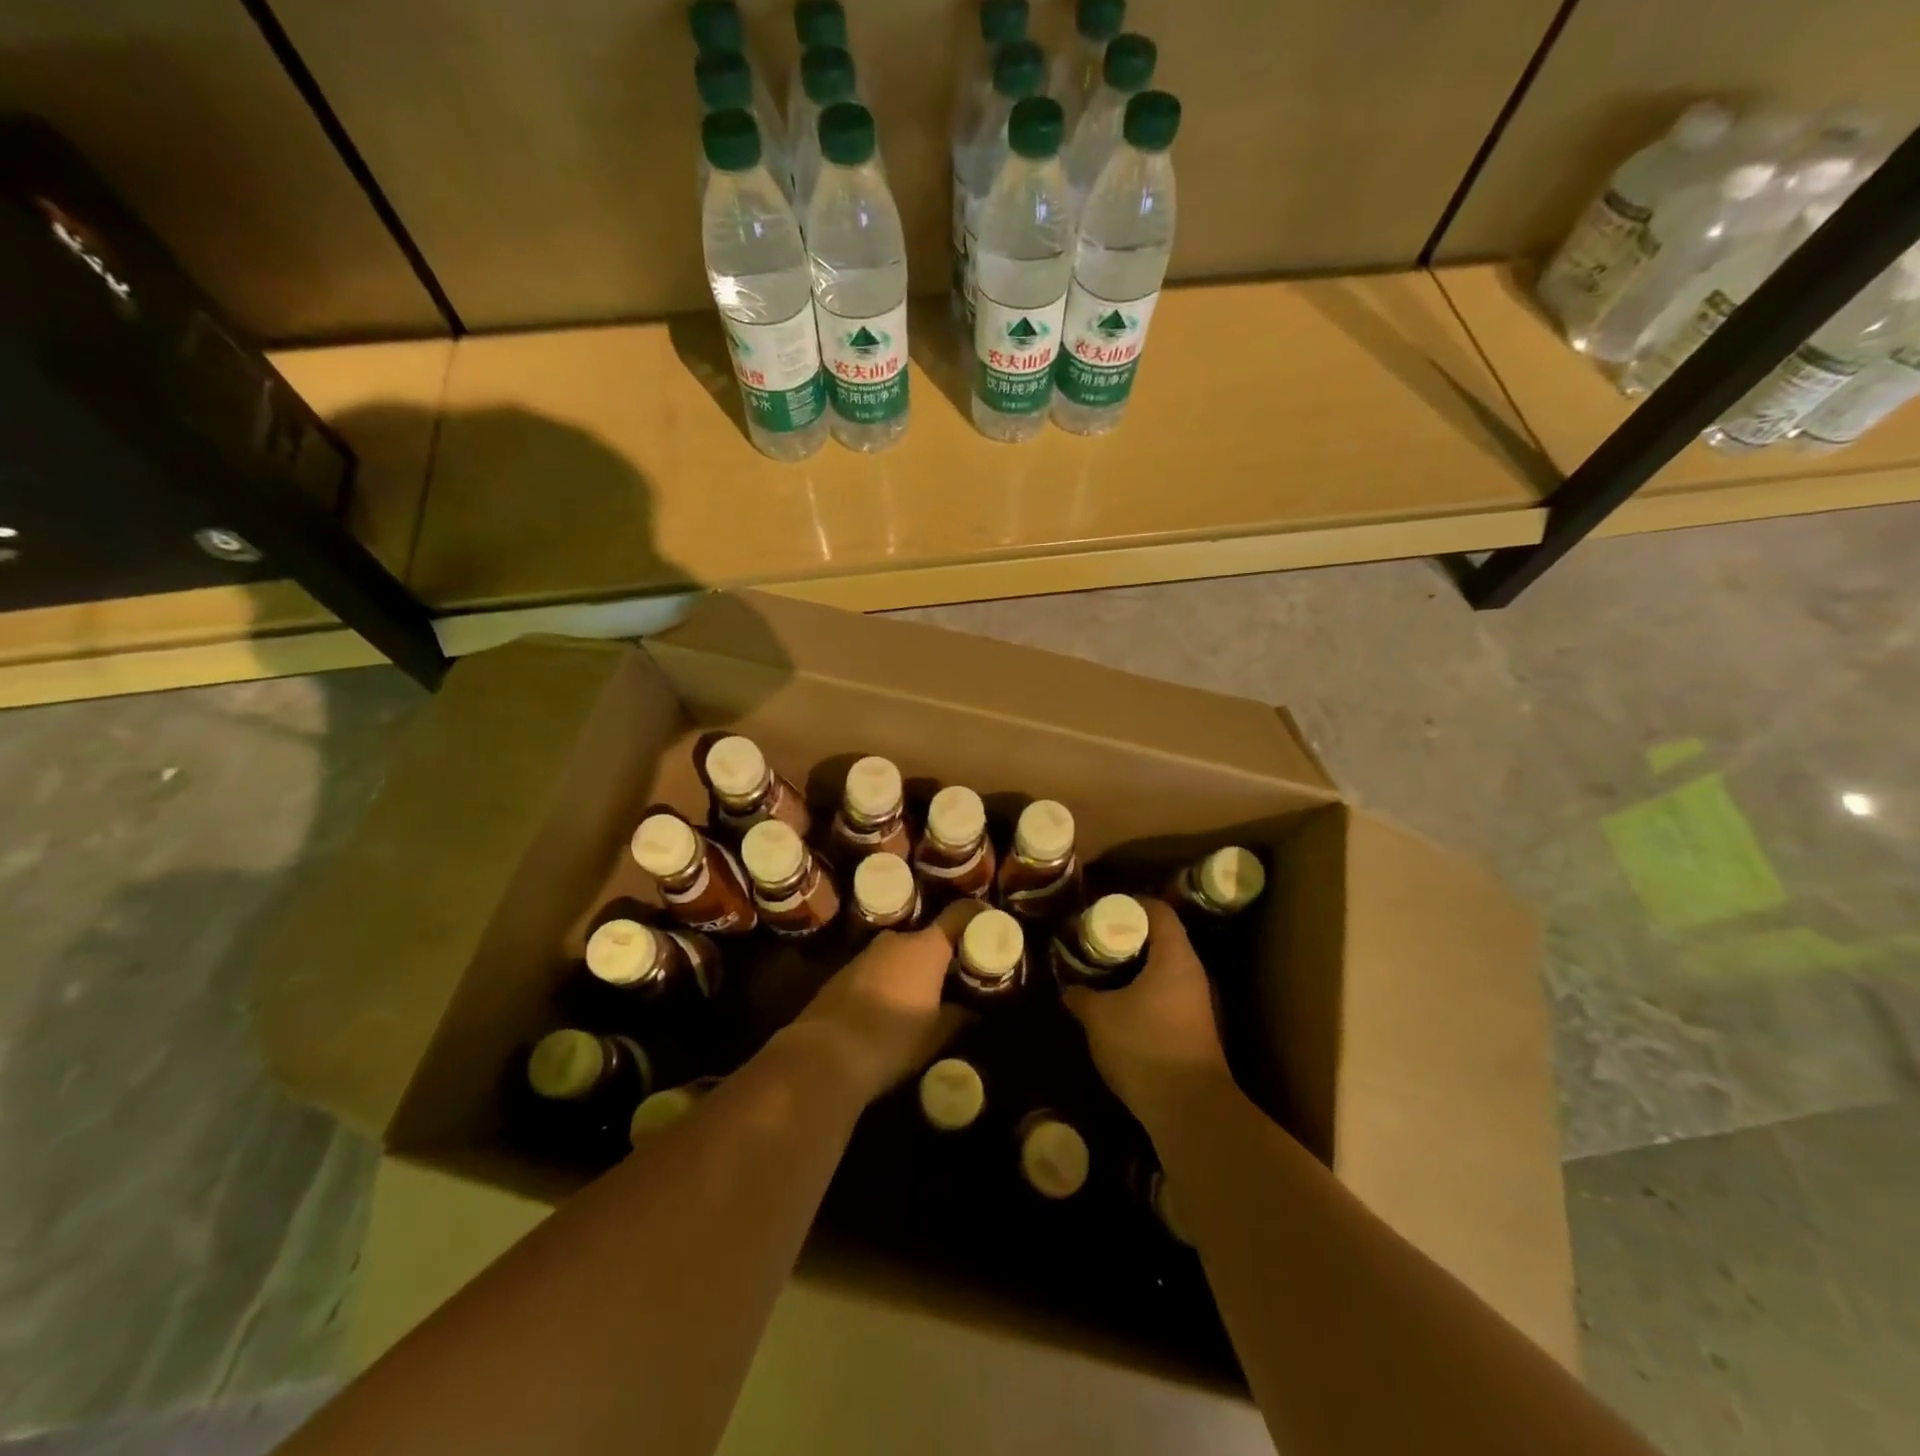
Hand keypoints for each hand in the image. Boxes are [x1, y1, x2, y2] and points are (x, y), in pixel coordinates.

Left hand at [787, 901, 978, 1103]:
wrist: (824, 1055)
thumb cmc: (892, 1039)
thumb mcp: (935, 1035)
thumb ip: (958, 1017)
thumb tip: (973, 1012)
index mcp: (926, 948)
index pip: (960, 914)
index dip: (978, 917)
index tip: (991, 928)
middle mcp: (896, 941)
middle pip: (928, 938)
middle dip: (943, 955)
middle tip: (957, 978)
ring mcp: (866, 954)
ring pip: (901, 954)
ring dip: (914, 970)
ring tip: (925, 997)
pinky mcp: (843, 973)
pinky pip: (878, 969)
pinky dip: (890, 981)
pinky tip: (890, 1009)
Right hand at [1062, 899, 1232, 1132]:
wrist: (1189, 1109)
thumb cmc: (1145, 1046)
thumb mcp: (1099, 1016)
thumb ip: (1081, 995)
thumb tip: (1069, 988)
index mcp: (1174, 956)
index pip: (1158, 910)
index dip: (1130, 903)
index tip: (1101, 909)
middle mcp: (1192, 972)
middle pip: (1161, 937)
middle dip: (1127, 936)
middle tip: (1094, 940)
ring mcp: (1198, 1002)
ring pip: (1163, 968)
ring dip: (1134, 966)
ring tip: (1101, 971)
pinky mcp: (1194, 1028)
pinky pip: (1166, 993)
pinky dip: (1142, 989)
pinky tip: (1118, 1003)